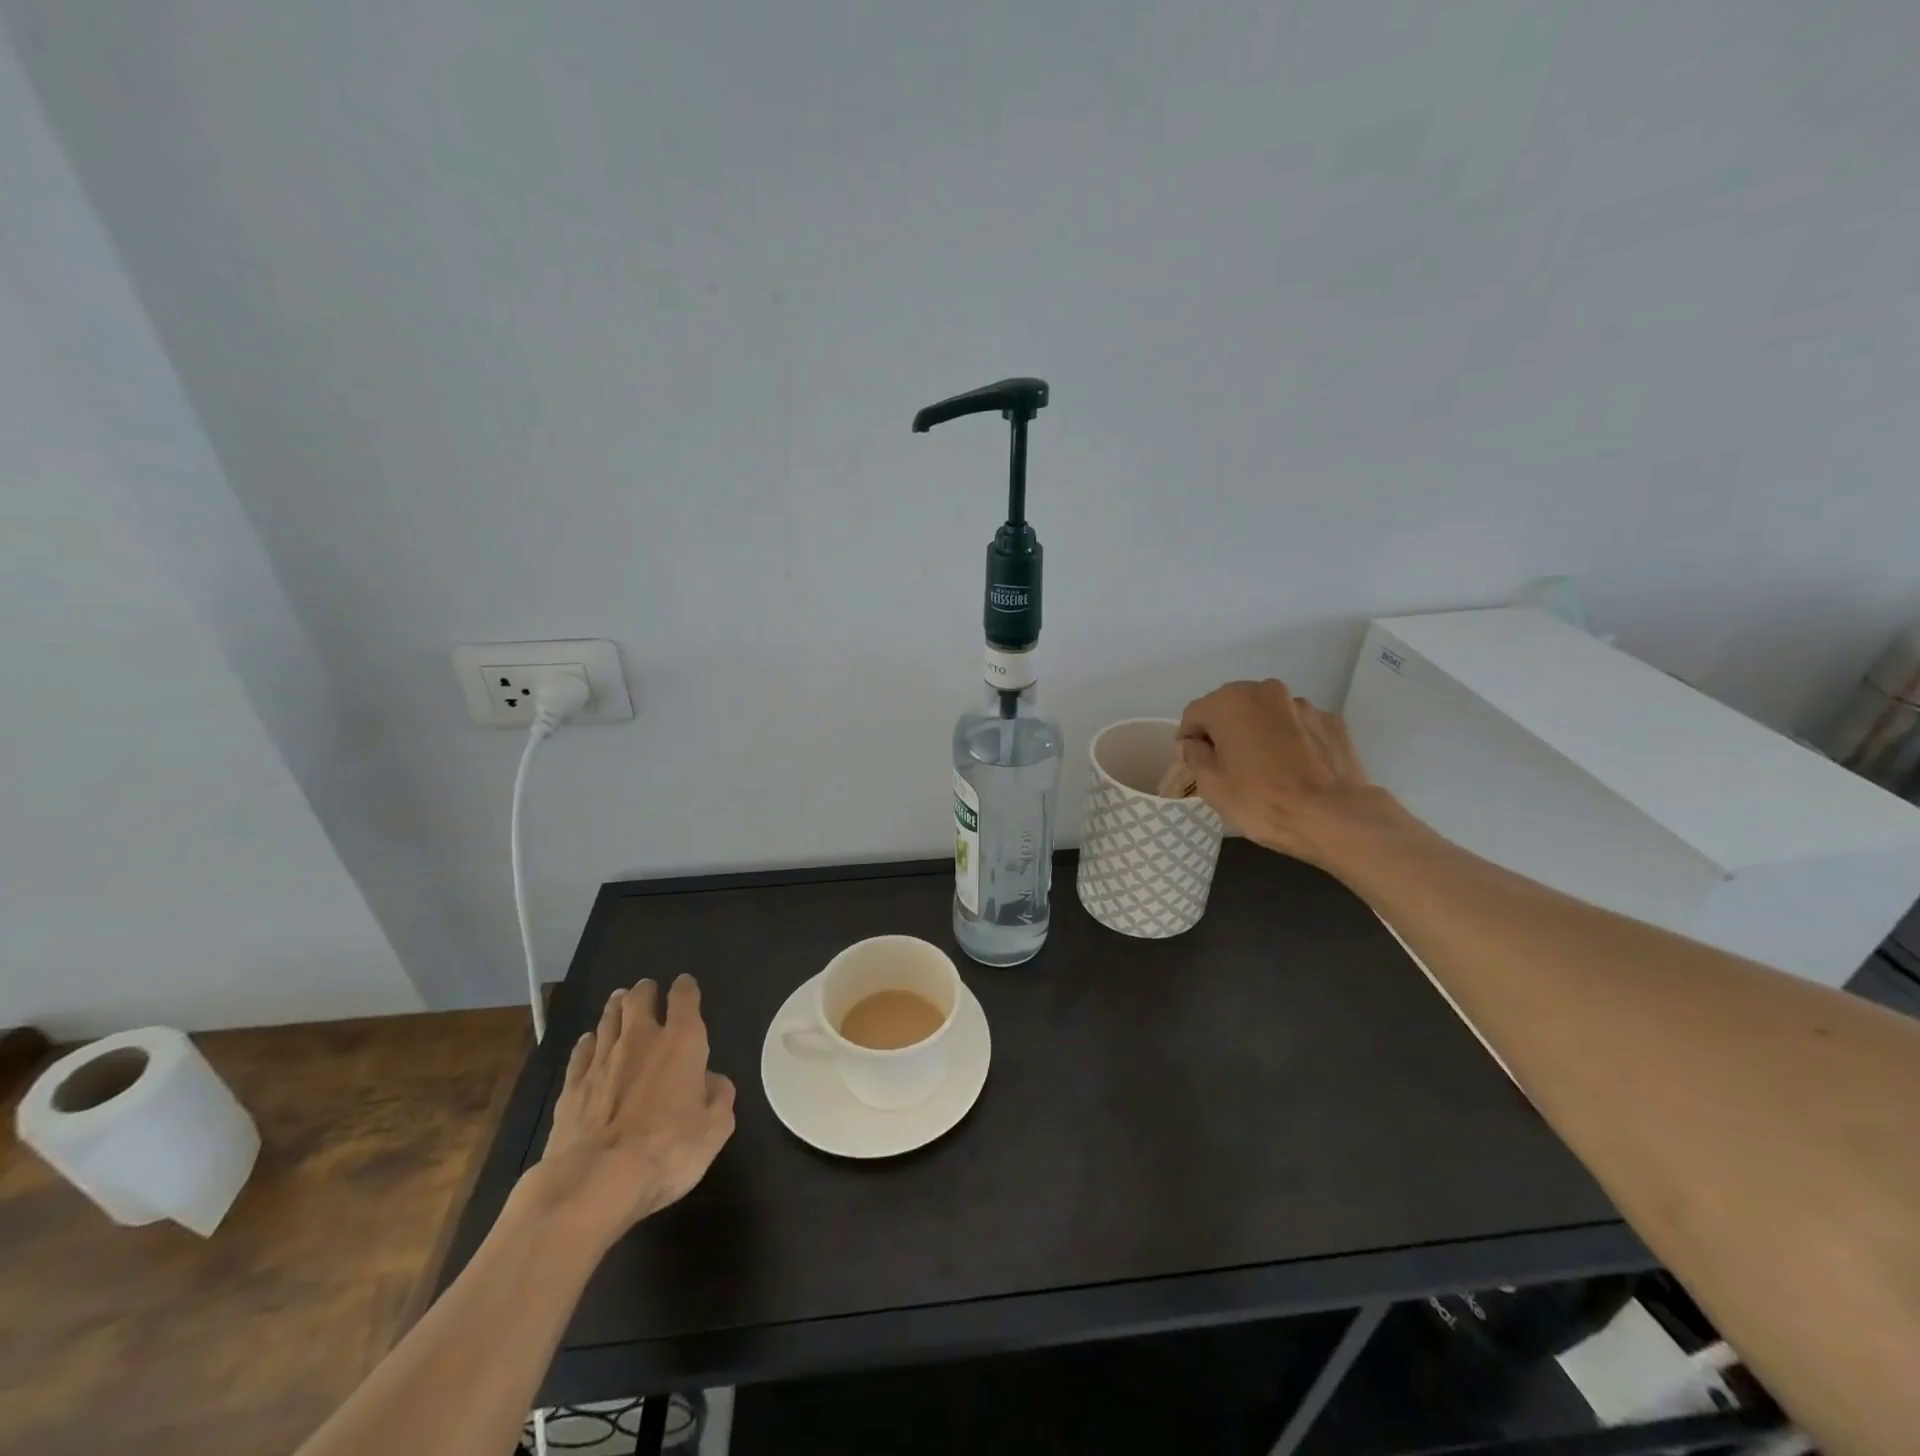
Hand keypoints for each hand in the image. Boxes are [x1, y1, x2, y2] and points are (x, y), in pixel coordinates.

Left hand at [526, 974, 735, 1248]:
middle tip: (647, 988)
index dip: (686, 988)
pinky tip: (589, 1042)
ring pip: (608, 1020)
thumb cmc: (667, 1151)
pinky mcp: (572, 1086)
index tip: (685, 985)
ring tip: (619, 1001)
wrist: (594, 1182)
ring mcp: (601, 1061)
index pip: (684, 999)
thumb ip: (719, 1097)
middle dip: (645, 991)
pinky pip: (581, 1052)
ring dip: (615, 1008)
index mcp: (681, 1042)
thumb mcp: (715, 1129)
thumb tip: (711, 1080)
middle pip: (638, 999)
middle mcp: (640, 1040)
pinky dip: (588, 1042)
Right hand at [1176, 679, 1391, 865]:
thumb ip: (1194, 756)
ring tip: (1268, 769)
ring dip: (1259, 733)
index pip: (1195, 714)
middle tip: (1229, 766)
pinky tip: (1296, 769)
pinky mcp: (1332, 721)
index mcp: (1230, 702)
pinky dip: (1291, 740)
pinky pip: (1297, 727)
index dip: (1190, 740)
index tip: (1196, 765)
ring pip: (1267, 715)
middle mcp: (1265, 691)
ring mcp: (1303, 704)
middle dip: (1225, 731)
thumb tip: (1194, 744)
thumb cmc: (1262, 801)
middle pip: (1232, 707)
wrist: (1335, 818)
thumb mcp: (1212, 786)